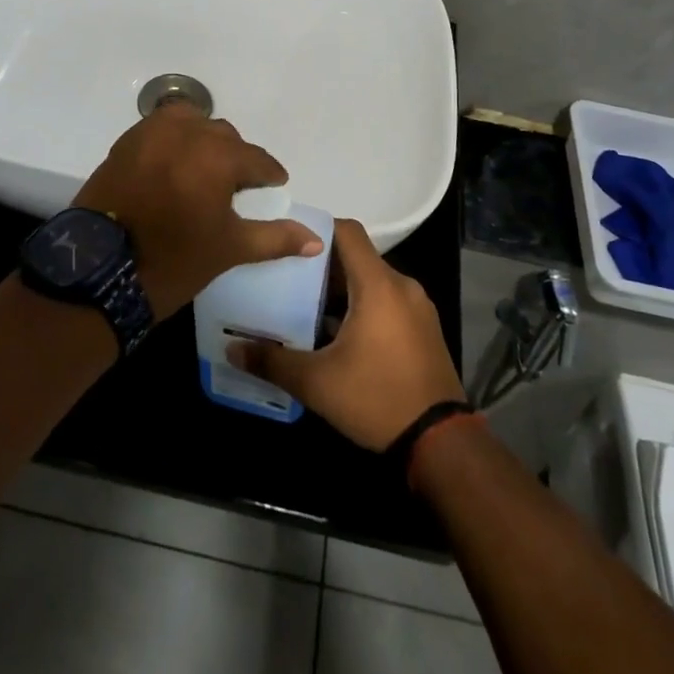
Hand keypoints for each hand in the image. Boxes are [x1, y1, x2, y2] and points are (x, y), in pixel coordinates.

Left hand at [73, 105, 321, 319]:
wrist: (100, 271)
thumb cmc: (174, 259)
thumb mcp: (230, 248)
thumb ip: (275, 238)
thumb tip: (315, 240)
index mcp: (218, 155)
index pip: (256, 159)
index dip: (268, 174)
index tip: (274, 185)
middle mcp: (187, 132)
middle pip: (224, 136)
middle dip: (236, 157)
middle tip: (237, 185)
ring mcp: (151, 133)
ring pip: (191, 123)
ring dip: (203, 140)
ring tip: (204, 169)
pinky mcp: (126, 142)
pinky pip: (160, 129)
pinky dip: (173, 140)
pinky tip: (174, 165)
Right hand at [226, 219, 464, 450]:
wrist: (441, 444)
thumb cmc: (377, 399)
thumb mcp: (317, 383)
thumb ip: (272, 361)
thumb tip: (232, 348)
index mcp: (378, 285)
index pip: (347, 232)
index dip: (317, 229)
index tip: (287, 242)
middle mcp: (402, 286)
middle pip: (357, 257)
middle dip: (321, 266)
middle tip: (285, 278)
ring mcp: (417, 308)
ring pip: (372, 282)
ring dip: (341, 290)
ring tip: (304, 306)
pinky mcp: (424, 329)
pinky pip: (387, 302)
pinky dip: (362, 307)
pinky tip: (336, 334)